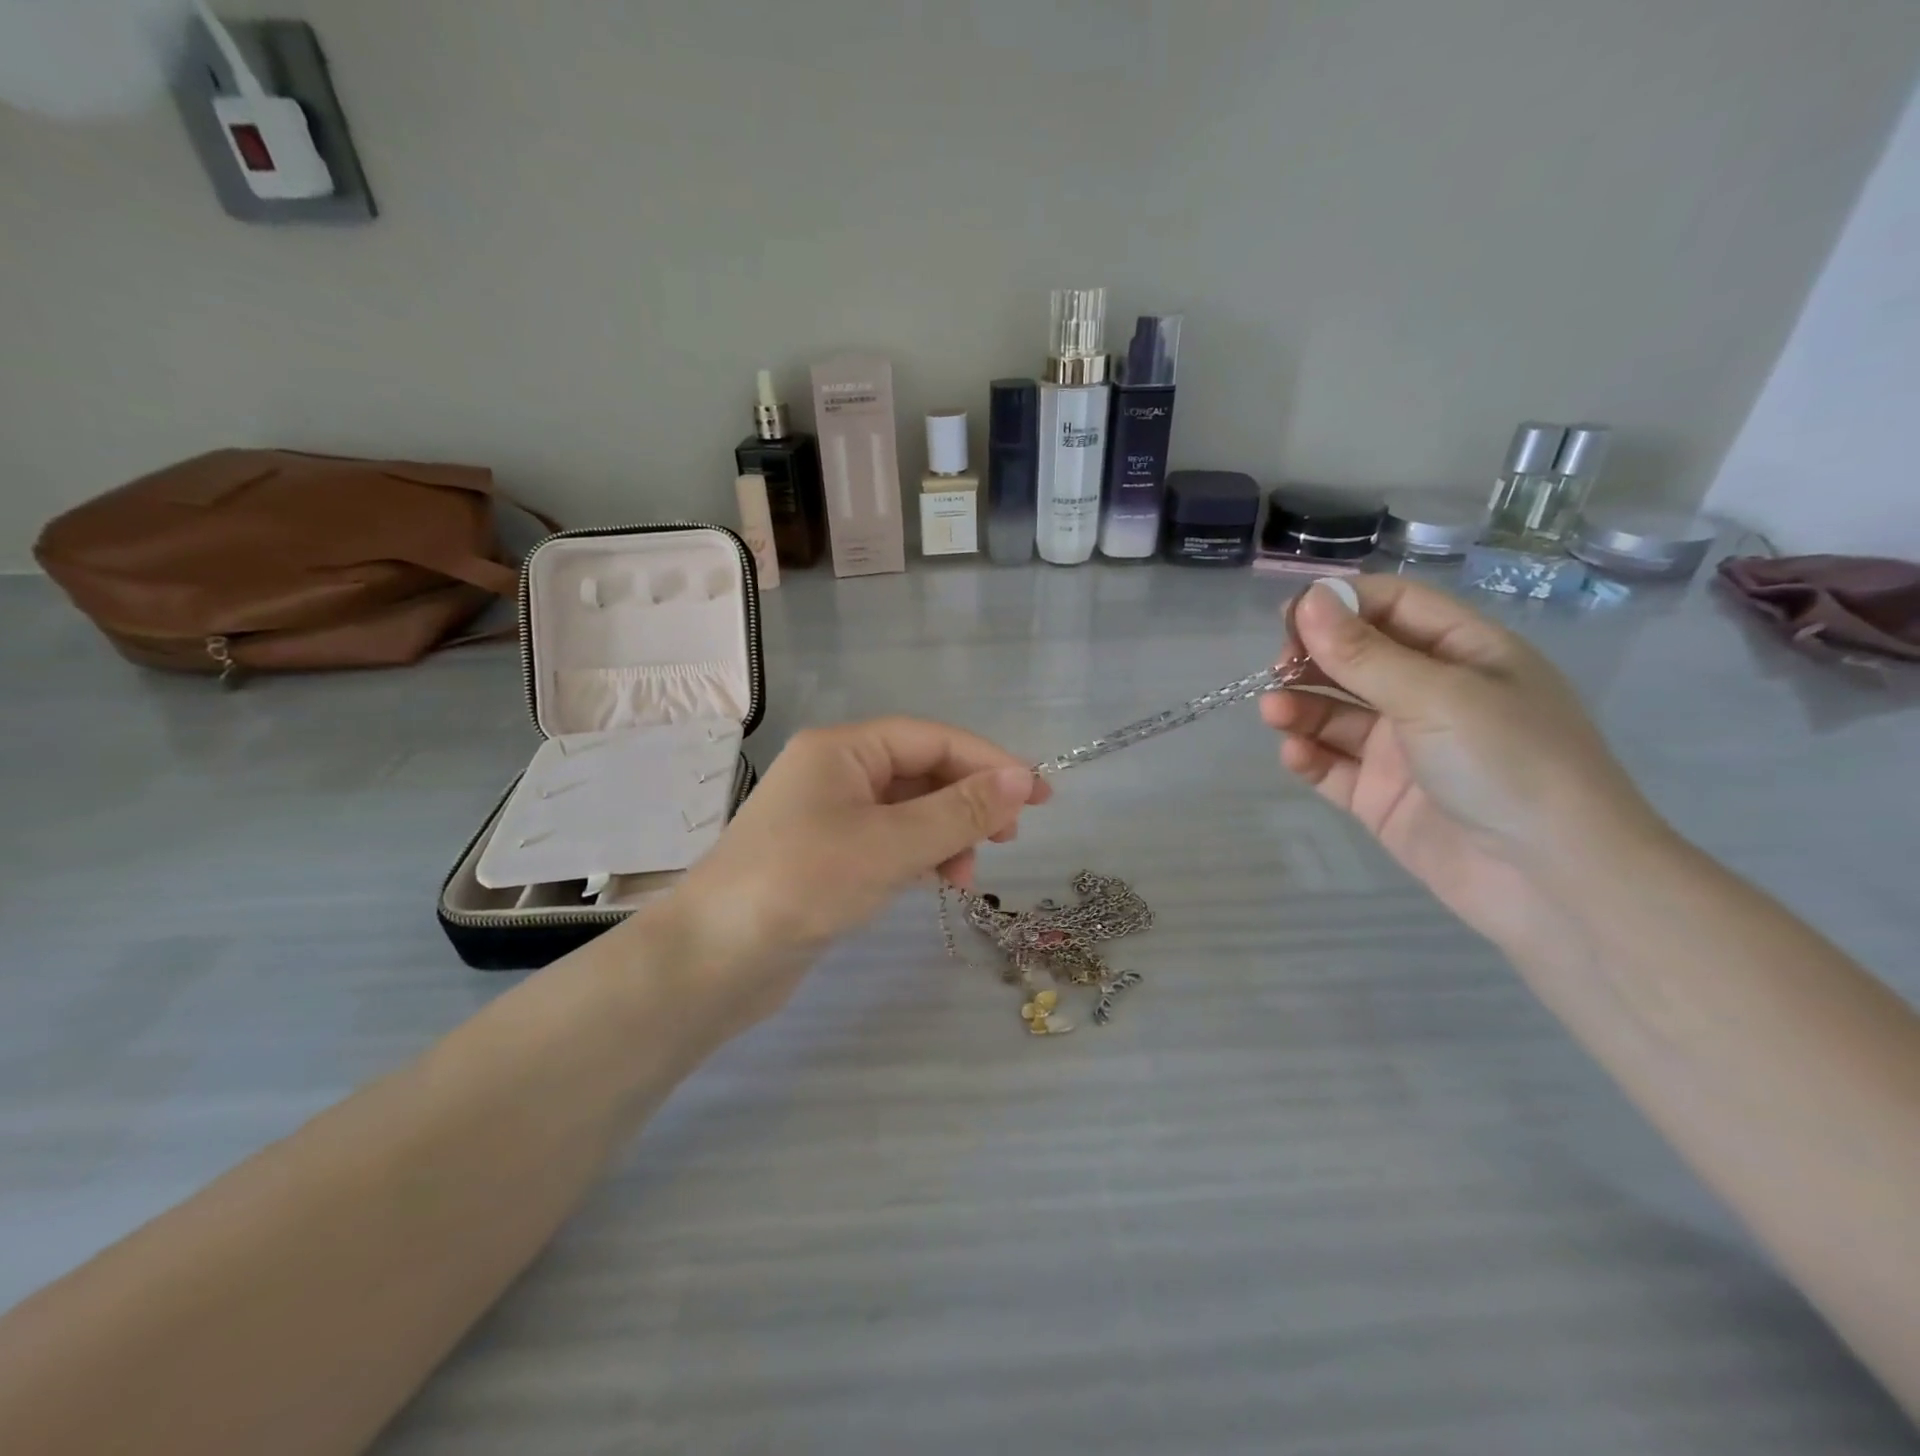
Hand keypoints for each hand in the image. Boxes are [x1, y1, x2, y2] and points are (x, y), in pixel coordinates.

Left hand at [651, 717, 1048, 1027]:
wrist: (713, 960)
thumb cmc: (802, 885)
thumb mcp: (891, 844)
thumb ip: (960, 811)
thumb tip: (1021, 781)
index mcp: (842, 749)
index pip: (932, 739)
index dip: (989, 762)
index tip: (1039, 795)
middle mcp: (835, 772)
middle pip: (921, 771)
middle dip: (969, 801)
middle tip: (1011, 837)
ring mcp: (828, 815)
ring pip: (908, 810)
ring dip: (946, 834)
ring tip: (968, 874)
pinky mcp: (826, 856)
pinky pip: (889, 841)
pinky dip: (919, 855)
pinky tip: (936, 880)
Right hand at [1260, 577, 1669, 952]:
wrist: (1553, 882)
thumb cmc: (1509, 764)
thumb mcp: (1436, 696)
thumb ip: (1364, 653)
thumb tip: (1309, 598)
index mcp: (1464, 654)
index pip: (1393, 606)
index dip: (1340, 604)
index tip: (1289, 617)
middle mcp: (1432, 695)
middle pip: (1357, 659)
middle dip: (1313, 658)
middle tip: (1277, 670)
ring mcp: (1404, 749)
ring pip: (1336, 713)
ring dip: (1301, 707)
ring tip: (1274, 712)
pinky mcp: (1380, 795)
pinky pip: (1333, 765)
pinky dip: (1309, 755)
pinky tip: (1295, 753)